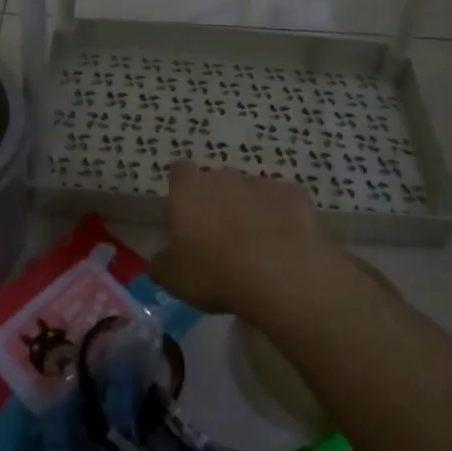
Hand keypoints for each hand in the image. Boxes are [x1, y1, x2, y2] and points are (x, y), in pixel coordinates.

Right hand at [149, 163, 336, 319]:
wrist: (278, 272)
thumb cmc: (215, 272)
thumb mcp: (174, 279)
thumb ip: (162, 264)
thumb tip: (158, 260)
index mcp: (189, 189)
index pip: (179, 172)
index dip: (181, 188)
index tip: (183, 211)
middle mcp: (224, 177)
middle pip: (216, 181)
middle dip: (217, 201)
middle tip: (218, 236)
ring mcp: (261, 183)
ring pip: (250, 191)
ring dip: (249, 209)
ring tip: (254, 245)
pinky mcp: (293, 194)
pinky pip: (282, 202)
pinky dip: (280, 216)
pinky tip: (283, 243)